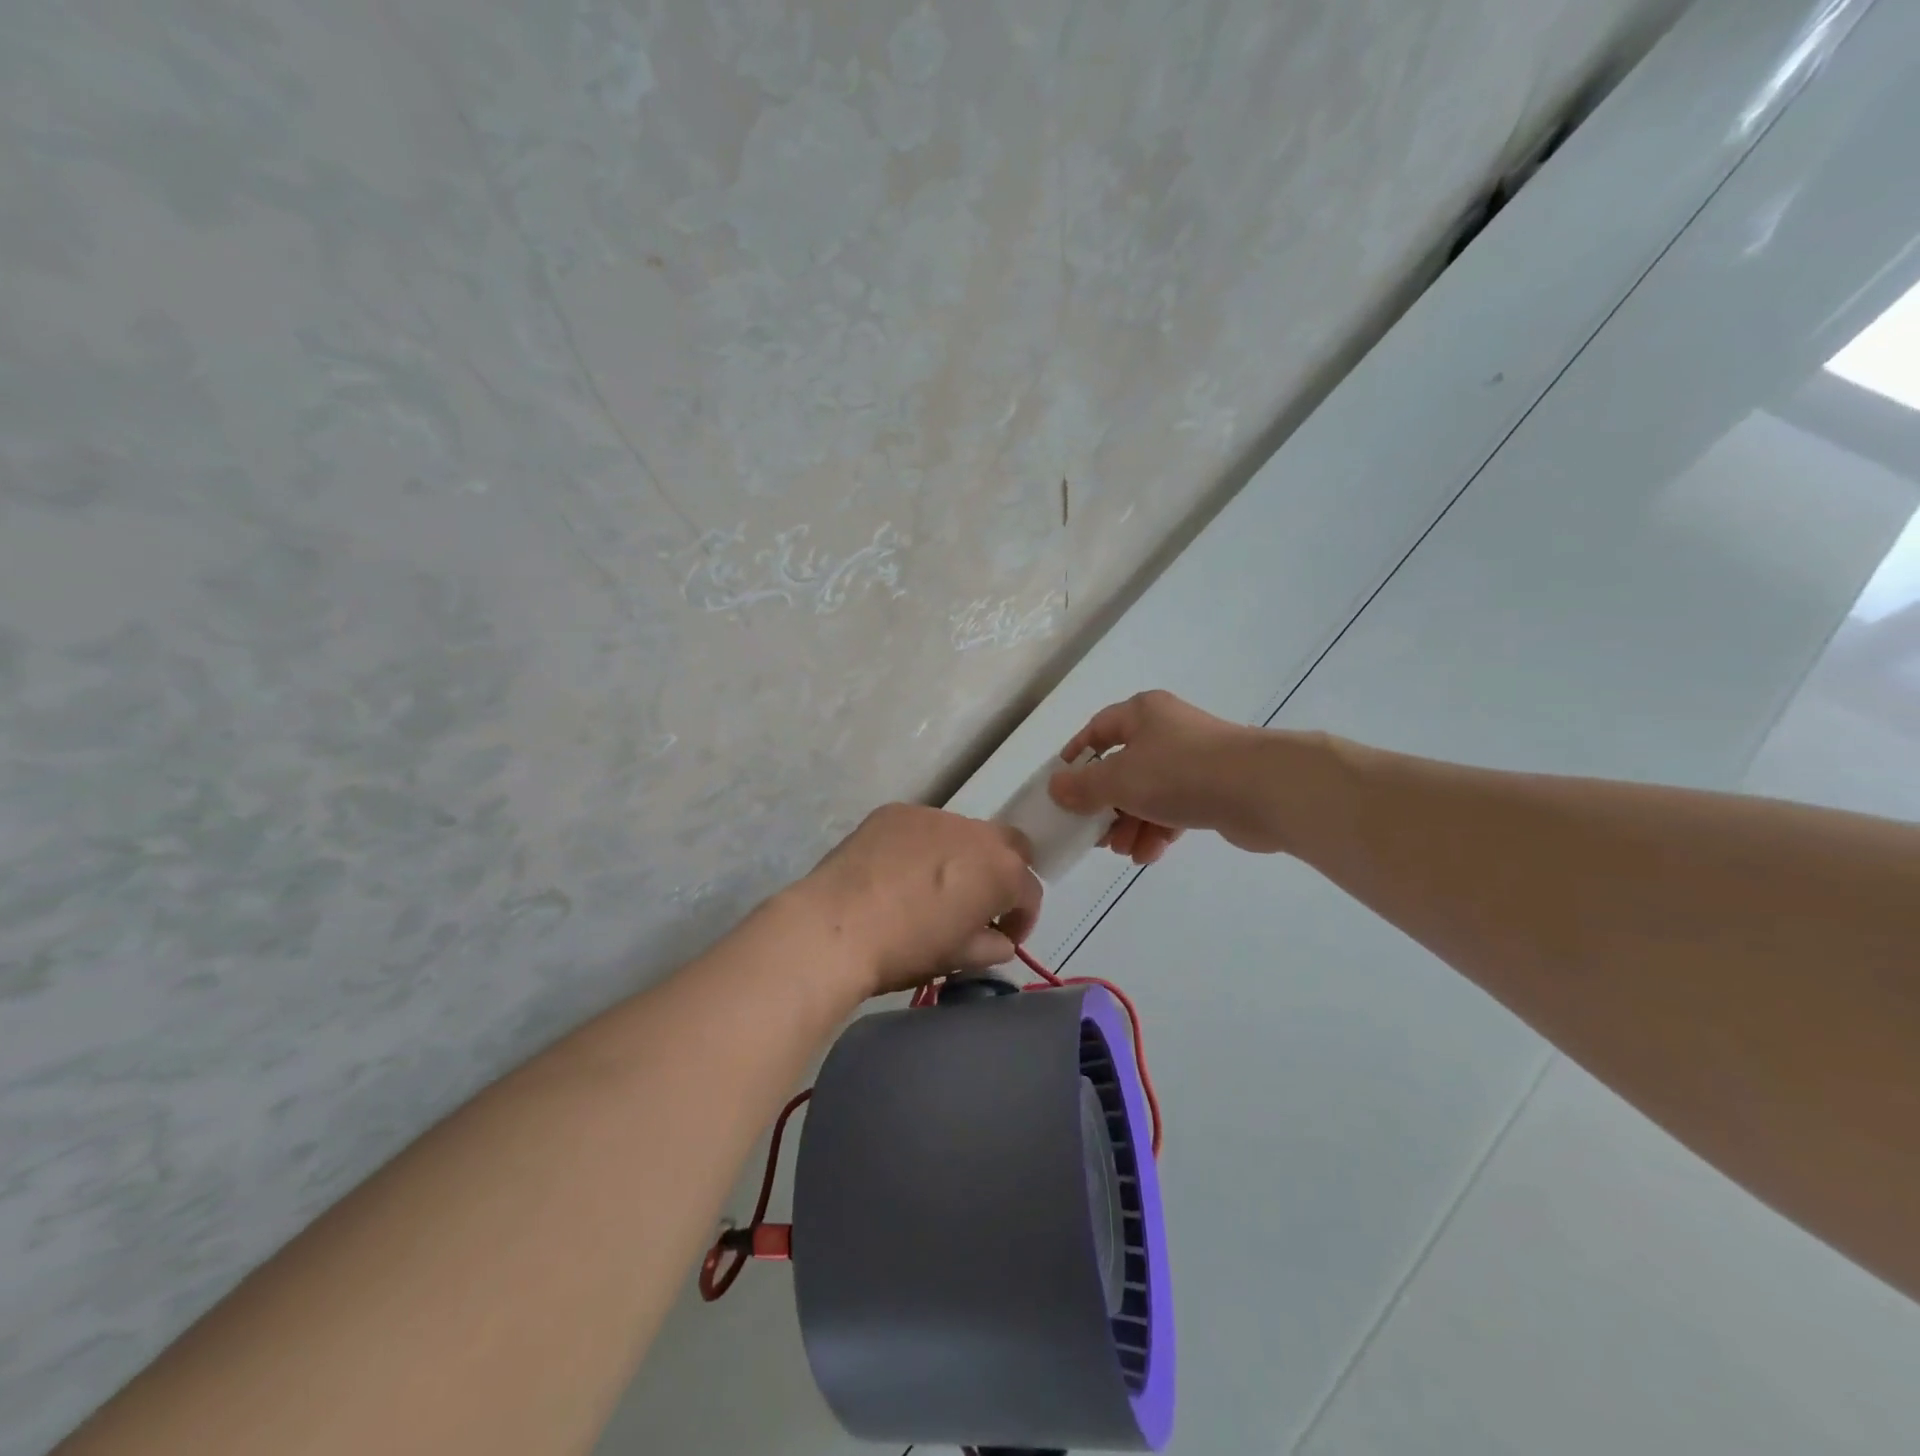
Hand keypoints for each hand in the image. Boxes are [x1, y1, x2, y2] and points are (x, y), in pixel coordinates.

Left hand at [794, 804, 1040, 996]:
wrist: (835, 927)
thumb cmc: (906, 949)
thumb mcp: (957, 958)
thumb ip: (990, 946)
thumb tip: (998, 940)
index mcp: (1001, 870)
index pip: (1029, 891)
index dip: (1020, 919)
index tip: (1001, 937)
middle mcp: (975, 832)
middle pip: (1007, 845)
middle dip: (1001, 872)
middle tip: (976, 902)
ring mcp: (933, 815)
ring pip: (961, 833)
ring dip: (959, 857)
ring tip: (928, 887)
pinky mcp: (895, 811)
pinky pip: (921, 828)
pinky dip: (919, 846)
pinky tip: (895, 872)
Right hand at [1049, 690, 1284, 860]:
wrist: (1261, 789)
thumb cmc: (1179, 773)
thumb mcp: (1119, 779)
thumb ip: (1083, 787)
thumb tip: (1056, 788)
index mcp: (1142, 714)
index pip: (1098, 729)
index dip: (1077, 756)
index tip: (1062, 786)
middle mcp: (1167, 730)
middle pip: (1123, 767)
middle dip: (1106, 805)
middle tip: (1094, 832)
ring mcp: (1194, 760)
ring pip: (1149, 792)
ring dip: (1131, 824)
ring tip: (1123, 851)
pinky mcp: (1215, 789)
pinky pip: (1175, 808)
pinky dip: (1159, 829)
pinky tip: (1149, 854)